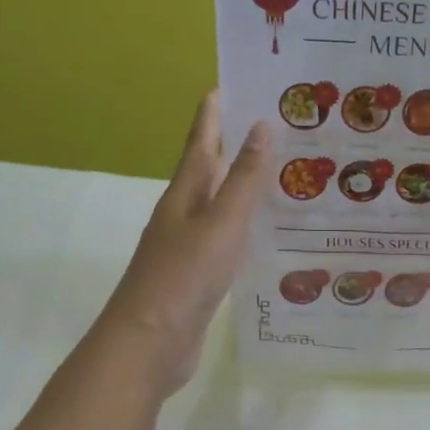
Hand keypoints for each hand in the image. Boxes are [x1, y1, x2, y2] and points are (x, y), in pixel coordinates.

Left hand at [97, 91, 270, 394]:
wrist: (150, 344)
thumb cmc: (184, 277)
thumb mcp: (221, 224)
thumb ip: (243, 180)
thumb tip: (261, 127)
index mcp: (184, 197)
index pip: (200, 144)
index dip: (212, 116)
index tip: (227, 85)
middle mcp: (184, 217)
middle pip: (209, 173)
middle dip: (233, 148)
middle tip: (271, 128)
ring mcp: (189, 249)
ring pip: (220, 209)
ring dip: (242, 190)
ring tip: (279, 176)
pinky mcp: (199, 279)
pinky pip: (227, 242)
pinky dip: (246, 231)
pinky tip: (266, 235)